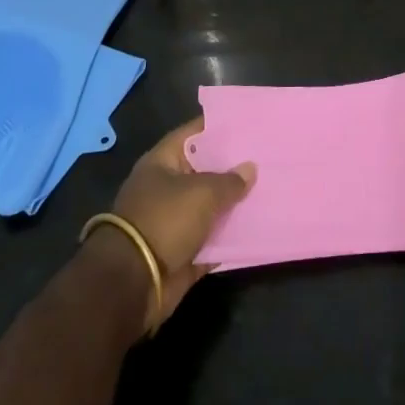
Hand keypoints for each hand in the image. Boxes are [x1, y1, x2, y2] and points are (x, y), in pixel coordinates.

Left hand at [92, 118, 254, 326]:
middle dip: (233, 167)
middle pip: (205, 171)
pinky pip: (213, 240)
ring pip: (211, 207)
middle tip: (267, 156)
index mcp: (162, 163)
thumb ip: (229, 181)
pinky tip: (259, 226)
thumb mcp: (201, 192)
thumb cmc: (164, 220)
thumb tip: (250, 169)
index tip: (248, 122)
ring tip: (271, 188)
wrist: (133, 282)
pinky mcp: (183, 252)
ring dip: (235, 204)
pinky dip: (231, 238)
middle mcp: (167, 189)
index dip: (218, 127)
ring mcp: (174, 222)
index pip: (193, 134)